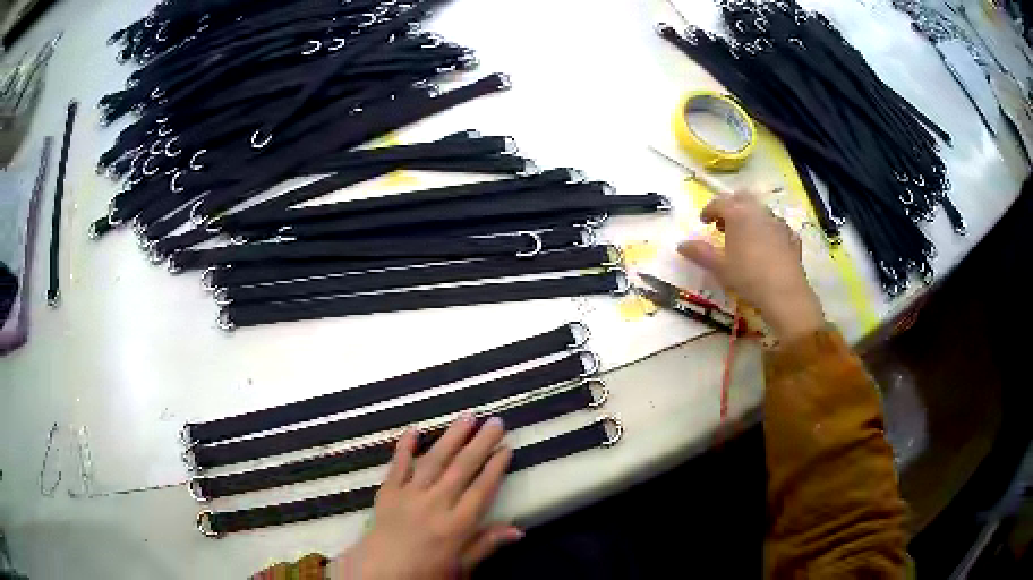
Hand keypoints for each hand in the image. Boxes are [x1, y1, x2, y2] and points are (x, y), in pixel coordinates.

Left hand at [329, 415, 521, 579]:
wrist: (380, 574)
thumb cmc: (425, 574)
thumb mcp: (462, 568)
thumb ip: (487, 545)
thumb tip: (518, 529)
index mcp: (456, 525)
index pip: (482, 490)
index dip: (496, 467)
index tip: (507, 447)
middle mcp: (435, 504)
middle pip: (462, 469)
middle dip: (480, 443)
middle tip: (495, 421)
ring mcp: (409, 495)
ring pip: (434, 460)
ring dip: (451, 438)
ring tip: (466, 417)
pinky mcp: (388, 492)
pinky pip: (397, 465)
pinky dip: (405, 447)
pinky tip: (415, 430)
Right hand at [678, 191, 823, 340]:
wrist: (784, 293)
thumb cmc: (747, 277)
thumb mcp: (719, 267)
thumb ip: (699, 253)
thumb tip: (680, 245)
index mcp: (737, 214)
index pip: (719, 203)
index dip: (708, 210)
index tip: (703, 221)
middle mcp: (758, 211)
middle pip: (741, 198)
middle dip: (730, 206)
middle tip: (723, 223)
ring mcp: (777, 222)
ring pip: (760, 210)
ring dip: (749, 216)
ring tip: (744, 234)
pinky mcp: (791, 236)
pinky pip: (777, 226)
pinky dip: (768, 230)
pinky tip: (767, 244)